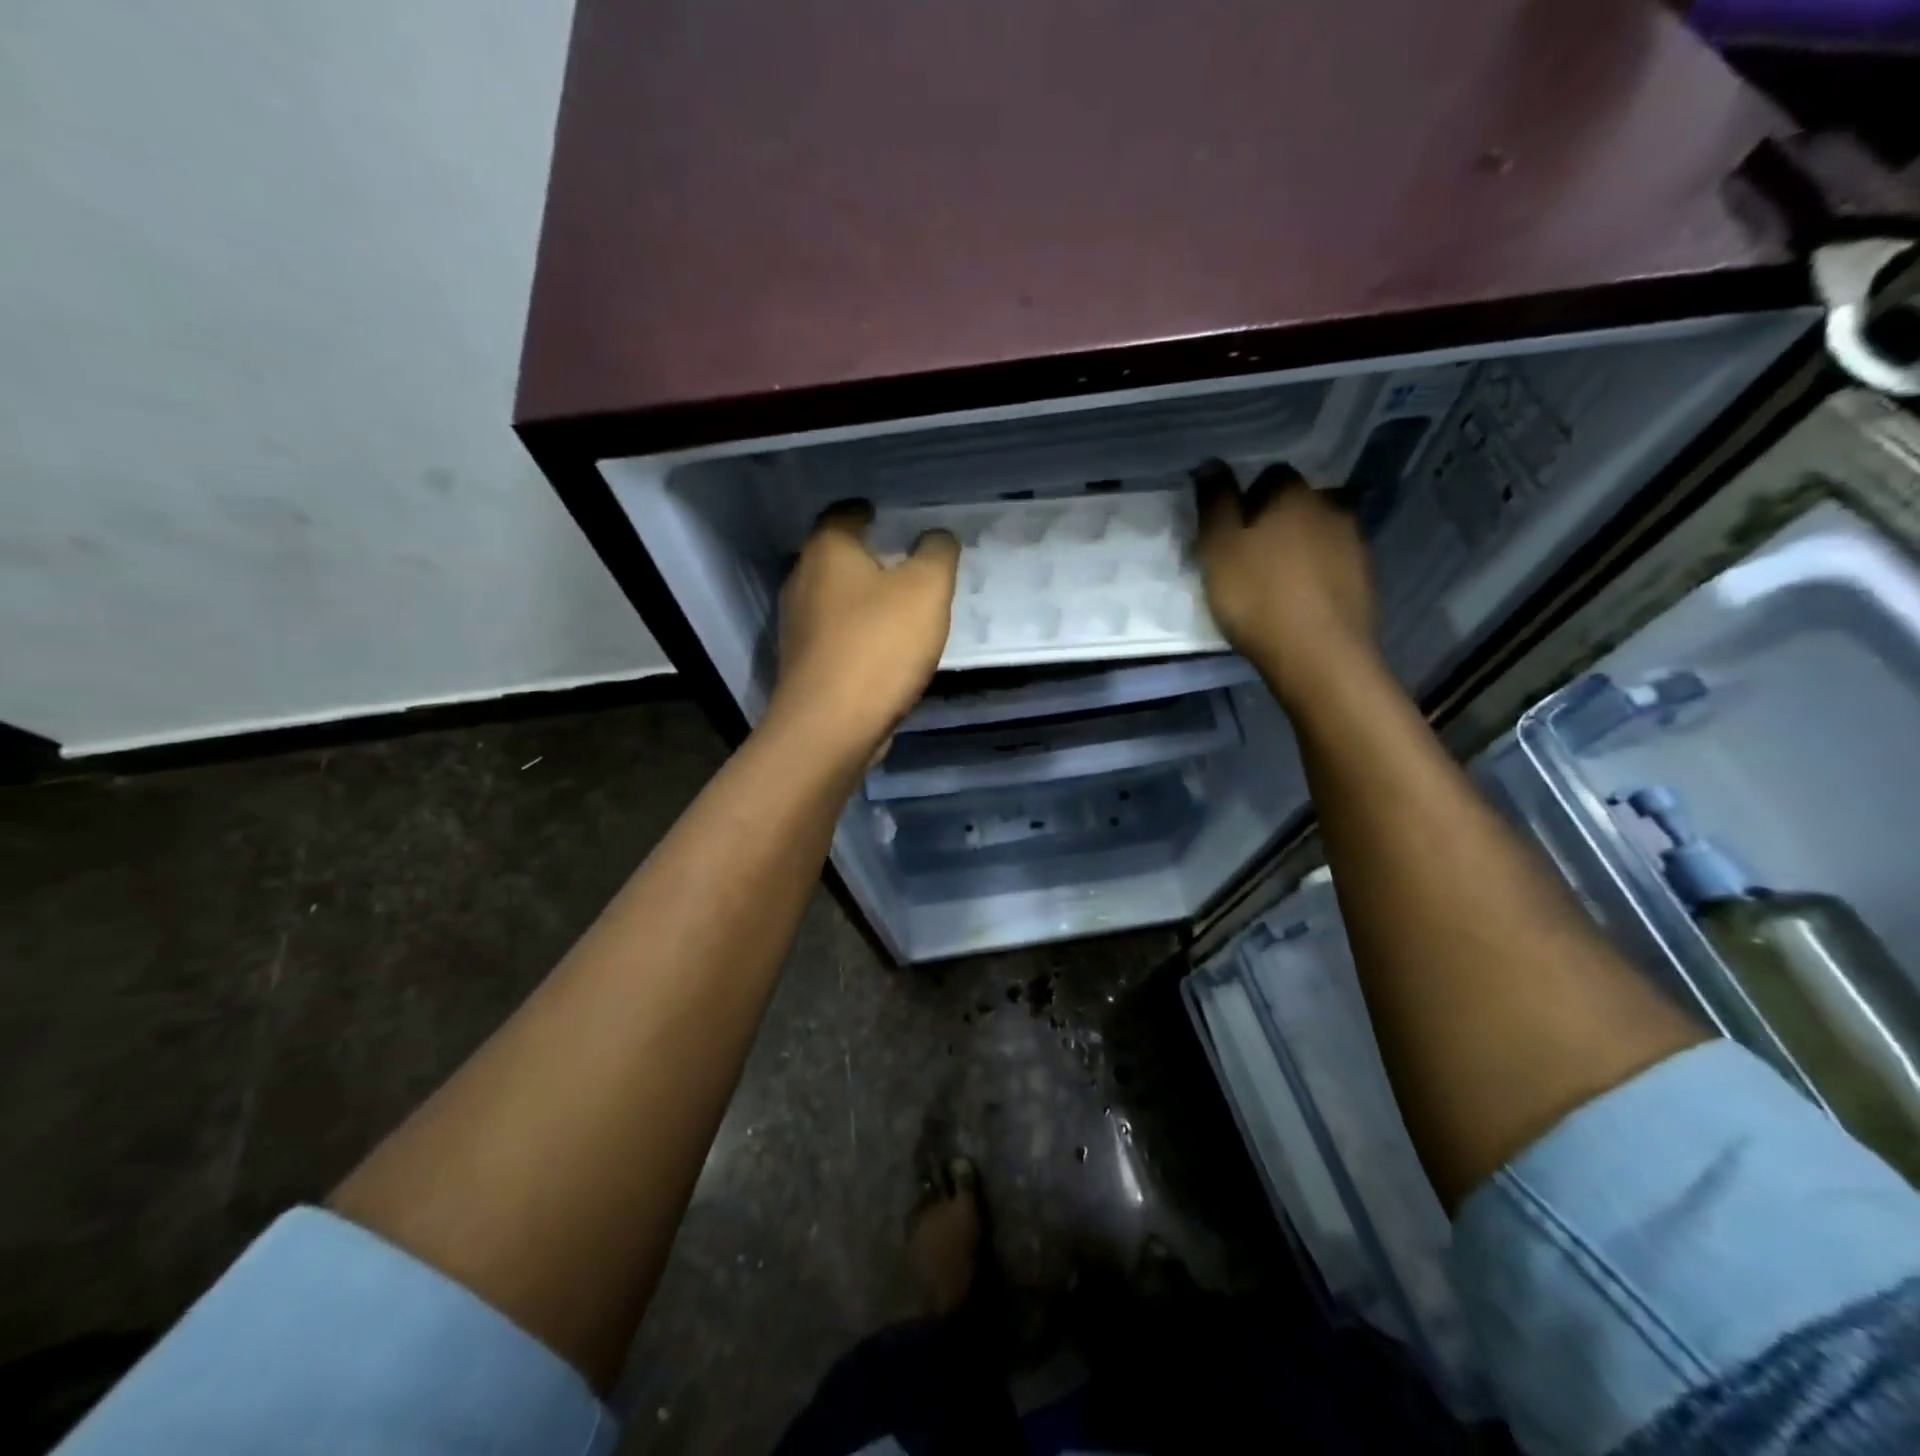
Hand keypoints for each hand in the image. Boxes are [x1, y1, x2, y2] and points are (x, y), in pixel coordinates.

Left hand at [768, 501, 959, 761]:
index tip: (886, 515)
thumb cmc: (879, 644)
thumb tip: (936, 536)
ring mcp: (797, 626)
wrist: (832, 725)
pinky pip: (834, 636)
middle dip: (865, 556)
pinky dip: (856, 633)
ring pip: (833, 598)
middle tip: (902, 560)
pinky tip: (882, 648)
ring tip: (897, 605)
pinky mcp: (804, 664)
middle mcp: (802, 581)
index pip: (843, 513)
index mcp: (827, 551)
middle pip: (835, 557)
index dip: (866, 511)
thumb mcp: (927, 589)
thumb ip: (937, 554)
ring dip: (861, 598)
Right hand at [1195, 461, 1379, 708]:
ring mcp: (1355, 545)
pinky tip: (1299, 603)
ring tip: (1274, 584)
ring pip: (1319, 535)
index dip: (1248, 498)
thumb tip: (1212, 464)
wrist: (1319, 655)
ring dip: (1299, 550)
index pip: (1271, 475)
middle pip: (1299, 505)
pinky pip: (1334, 567)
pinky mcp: (1366, 581)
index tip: (1230, 529)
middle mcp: (1331, 508)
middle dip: (1276, 522)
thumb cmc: (1257, 596)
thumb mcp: (1218, 548)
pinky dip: (1316, 577)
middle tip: (1249, 557)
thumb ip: (1214, 502)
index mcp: (1293, 495)